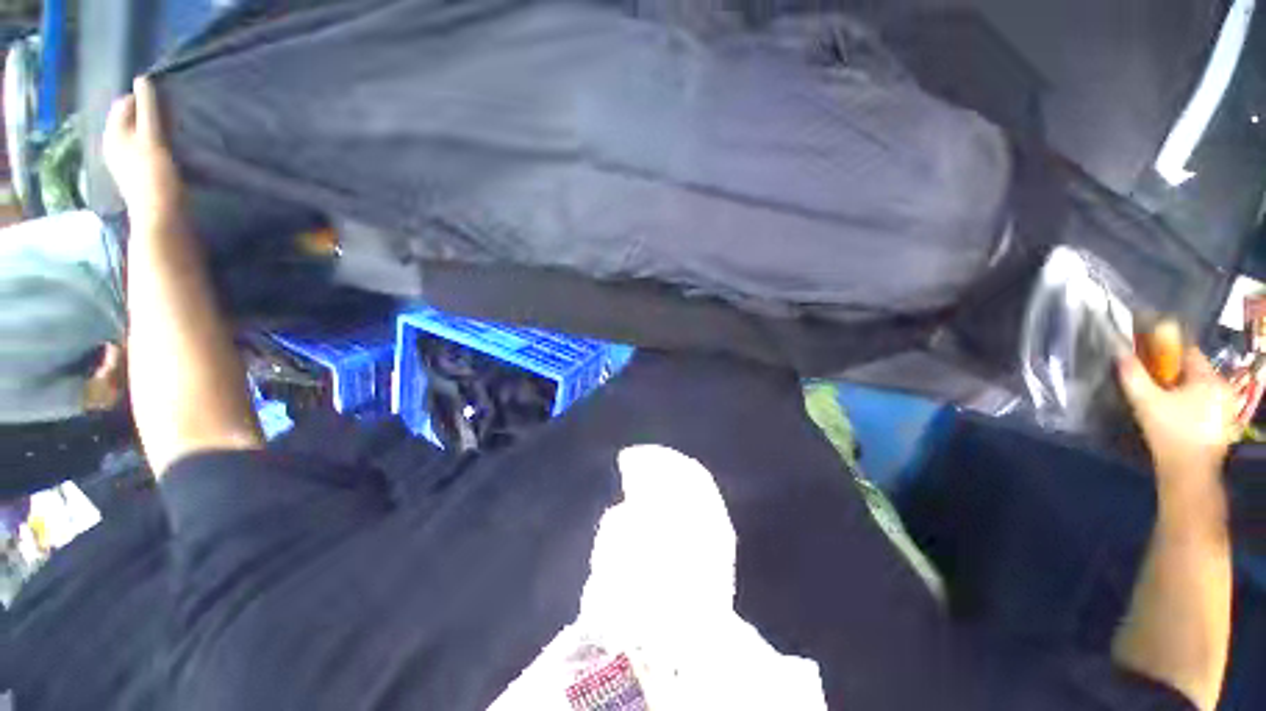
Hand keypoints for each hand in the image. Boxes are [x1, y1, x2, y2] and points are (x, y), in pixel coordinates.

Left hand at [103, 77, 182, 223]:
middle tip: (172, 120)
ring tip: (174, 136)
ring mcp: (125, 162)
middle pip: (131, 120)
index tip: (167, 105)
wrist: (161, 217)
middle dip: (150, 115)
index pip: (125, 103)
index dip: (144, 100)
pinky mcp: (138, 175)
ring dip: (155, 131)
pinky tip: (170, 153)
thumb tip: (143, 78)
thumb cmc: (156, 175)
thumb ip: (147, 108)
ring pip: (139, 135)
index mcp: (114, 133)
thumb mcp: (152, 137)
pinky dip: (157, 146)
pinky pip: (145, 150)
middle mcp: (114, 145)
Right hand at [1118, 347, 1237, 489]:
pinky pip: (1205, 404)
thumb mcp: (1145, 401)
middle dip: (1173, 375)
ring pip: (1199, 389)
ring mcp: (1227, 407)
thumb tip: (1120, 352)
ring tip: (1162, 403)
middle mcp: (1223, 387)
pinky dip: (1190, 405)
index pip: (1187, 352)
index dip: (1166, 353)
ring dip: (1181, 391)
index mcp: (1209, 377)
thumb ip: (1132, 375)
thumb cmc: (1170, 432)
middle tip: (1153, 386)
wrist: (1189, 473)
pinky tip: (1177, 418)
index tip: (1148, 362)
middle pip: (1194, 371)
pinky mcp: (1224, 424)